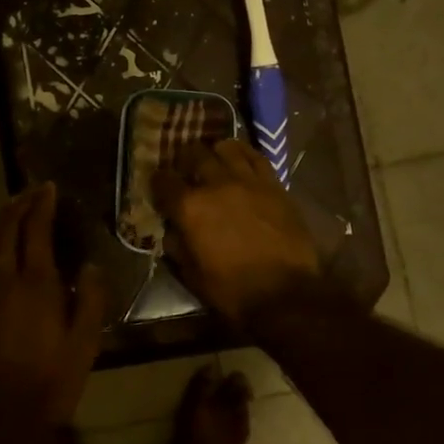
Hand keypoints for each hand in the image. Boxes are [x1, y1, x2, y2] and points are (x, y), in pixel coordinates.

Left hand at [0, 184, 105, 436]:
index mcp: (36, 284)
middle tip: (30, 192)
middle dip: (18, 206)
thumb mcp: (84, 345)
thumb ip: (89, 300)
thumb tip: (89, 266)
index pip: (36, 230)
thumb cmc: (48, 383)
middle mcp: (3, 280)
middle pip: (6, 231)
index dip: (42, 205)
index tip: (49, 188)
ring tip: (8, 210)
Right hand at [153, 139, 322, 326]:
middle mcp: (216, 185)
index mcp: (190, 208)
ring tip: (214, 159)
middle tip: (185, 168)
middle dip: (184, 159)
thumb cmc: (232, 291)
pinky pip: (257, 158)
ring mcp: (248, 181)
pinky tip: (240, 159)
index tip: (158, 185)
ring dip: (215, 151)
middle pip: (194, 154)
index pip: (164, 181)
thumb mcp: (192, 275)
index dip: (157, 181)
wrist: (285, 295)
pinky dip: (244, 154)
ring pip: (227, 148)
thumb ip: (177, 246)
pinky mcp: (274, 185)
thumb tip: (172, 230)